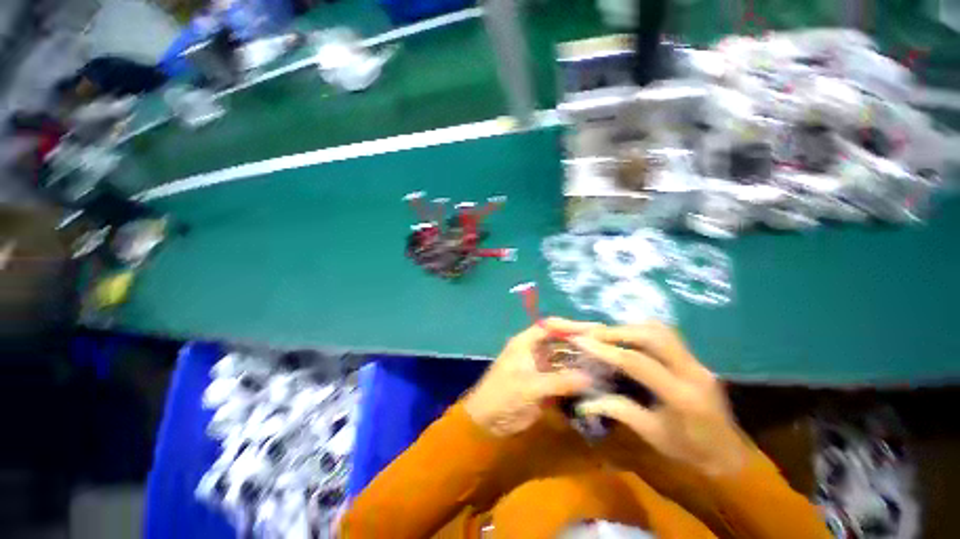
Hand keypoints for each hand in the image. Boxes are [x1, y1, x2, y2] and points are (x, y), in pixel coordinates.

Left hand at [464, 319, 595, 436]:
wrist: (488, 421)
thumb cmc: (503, 396)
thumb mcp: (529, 386)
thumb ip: (559, 381)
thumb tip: (590, 377)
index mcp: (526, 342)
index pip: (550, 326)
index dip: (570, 326)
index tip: (594, 330)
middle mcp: (535, 351)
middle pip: (560, 341)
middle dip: (580, 342)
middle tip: (606, 345)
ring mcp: (541, 367)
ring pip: (564, 359)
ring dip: (581, 361)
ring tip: (606, 363)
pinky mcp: (545, 383)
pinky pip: (564, 377)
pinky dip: (577, 379)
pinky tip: (595, 382)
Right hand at [573, 322, 749, 476]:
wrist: (730, 455)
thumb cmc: (690, 450)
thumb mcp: (652, 434)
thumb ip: (619, 410)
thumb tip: (585, 401)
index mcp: (681, 395)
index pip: (638, 363)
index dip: (606, 350)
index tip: (581, 341)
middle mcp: (692, 371)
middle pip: (652, 335)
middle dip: (618, 331)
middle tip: (593, 335)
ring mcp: (697, 362)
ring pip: (661, 330)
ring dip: (631, 328)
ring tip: (607, 335)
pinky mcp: (695, 359)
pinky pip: (666, 335)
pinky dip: (642, 331)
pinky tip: (628, 339)